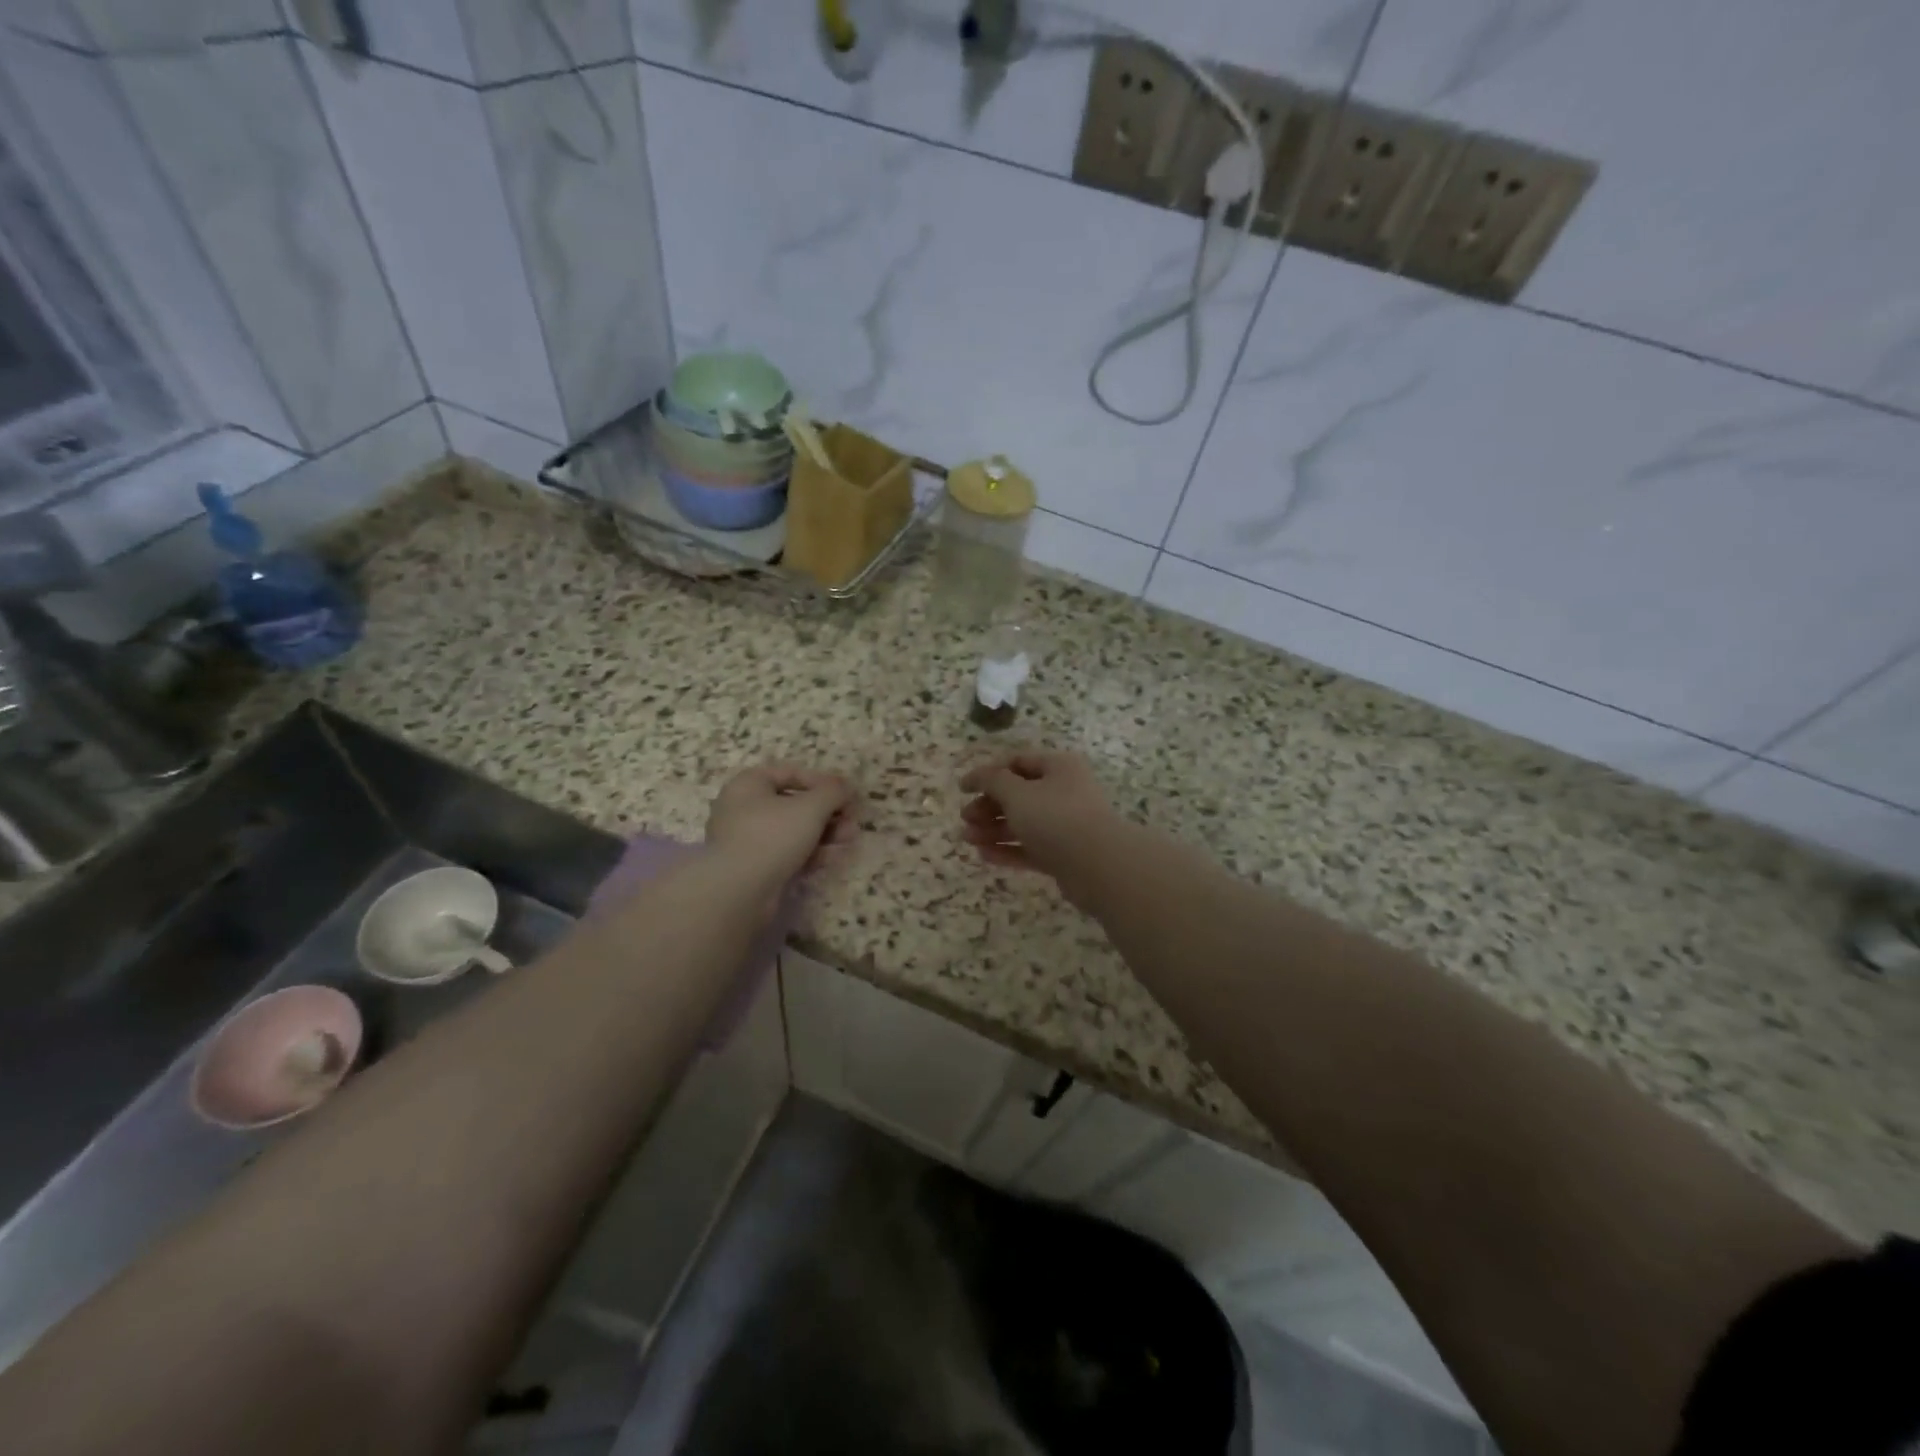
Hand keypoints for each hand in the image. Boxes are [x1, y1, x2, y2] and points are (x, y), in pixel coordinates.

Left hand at [705, 764, 857, 888]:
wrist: (738, 891)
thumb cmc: (772, 835)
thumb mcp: (811, 807)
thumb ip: (833, 792)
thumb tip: (847, 786)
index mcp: (749, 784)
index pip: (791, 773)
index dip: (823, 781)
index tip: (847, 794)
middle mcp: (743, 808)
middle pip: (794, 803)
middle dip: (828, 812)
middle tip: (852, 820)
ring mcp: (746, 840)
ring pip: (792, 830)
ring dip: (824, 833)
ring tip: (849, 839)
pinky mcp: (753, 868)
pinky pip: (786, 853)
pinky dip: (810, 853)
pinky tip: (833, 858)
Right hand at [959, 750, 1120, 900]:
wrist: (1098, 866)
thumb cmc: (1055, 818)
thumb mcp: (1017, 793)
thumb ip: (993, 781)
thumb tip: (978, 775)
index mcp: (1058, 767)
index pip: (1017, 762)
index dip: (988, 773)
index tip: (963, 788)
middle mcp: (1064, 792)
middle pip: (1019, 794)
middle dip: (988, 805)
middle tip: (965, 818)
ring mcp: (1066, 825)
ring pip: (1023, 823)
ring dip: (993, 829)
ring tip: (967, 839)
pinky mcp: (1065, 855)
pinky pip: (1031, 848)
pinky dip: (1008, 850)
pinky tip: (983, 855)